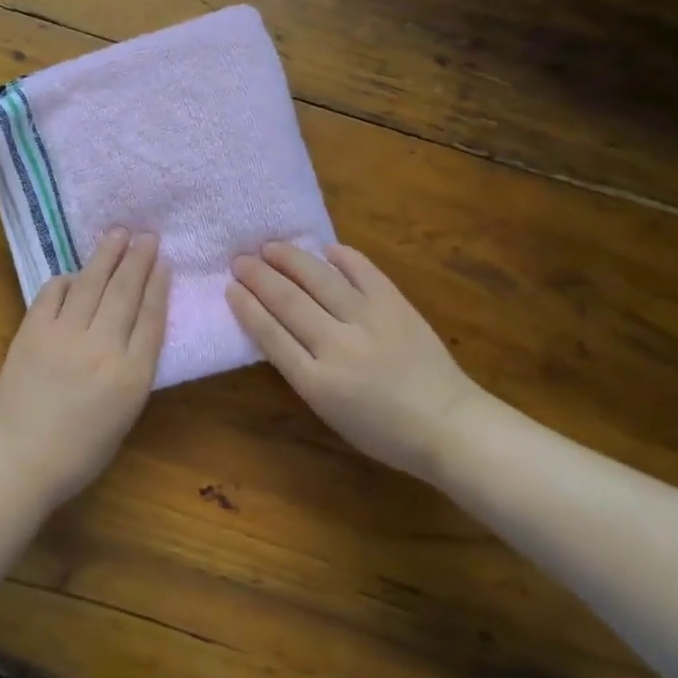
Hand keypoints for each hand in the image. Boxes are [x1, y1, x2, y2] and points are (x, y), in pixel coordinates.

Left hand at [0, 229, 169, 505]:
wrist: (19, 459)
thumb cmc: (79, 450)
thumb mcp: (125, 414)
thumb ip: (134, 369)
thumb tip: (133, 329)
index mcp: (132, 375)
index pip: (151, 318)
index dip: (158, 285)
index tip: (164, 261)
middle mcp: (102, 347)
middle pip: (125, 292)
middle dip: (138, 260)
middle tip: (147, 235)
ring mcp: (64, 335)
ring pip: (91, 284)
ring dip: (107, 256)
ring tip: (118, 234)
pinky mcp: (32, 331)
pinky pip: (53, 293)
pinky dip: (67, 280)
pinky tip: (75, 273)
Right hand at [228, 242, 484, 481]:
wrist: (448, 424)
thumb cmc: (383, 431)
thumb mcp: (329, 411)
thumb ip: (301, 370)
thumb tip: (278, 328)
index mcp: (316, 382)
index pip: (270, 334)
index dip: (247, 307)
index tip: (230, 288)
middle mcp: (338, 346)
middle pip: (288, 301)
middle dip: (259, 277)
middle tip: (239, 260)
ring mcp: (369, 320)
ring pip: (320, 279)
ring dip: (291, 259)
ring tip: (270, 247)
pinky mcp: (396, 305)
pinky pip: (363, 271)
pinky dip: (342, 257)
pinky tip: (325, 250)